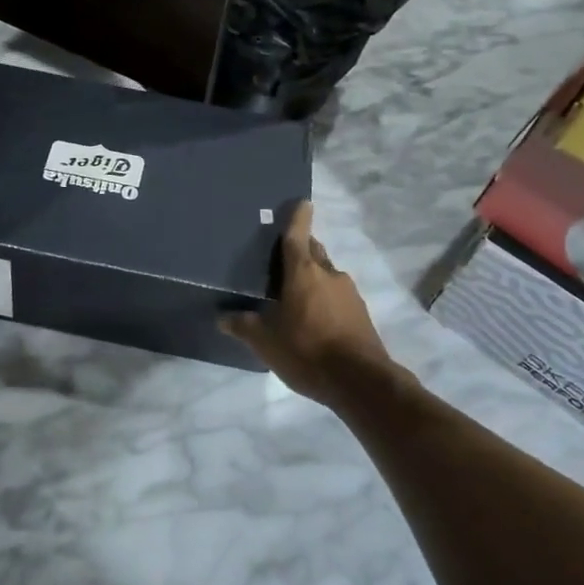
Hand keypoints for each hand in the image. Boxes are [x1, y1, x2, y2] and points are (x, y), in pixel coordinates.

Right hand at [221, 202, 398, 407]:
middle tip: (281, 258)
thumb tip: (222, 317)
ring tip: (293, 295)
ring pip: (326, 275)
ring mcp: (349, 293)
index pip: (298, 235)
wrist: (361, 382)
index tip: (301, 202)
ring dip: (312, 278)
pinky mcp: (361, 313)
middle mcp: (329, 274)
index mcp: (303, 272)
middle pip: (313, 252)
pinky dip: (324, 299)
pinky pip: (337, 296)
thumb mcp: (265, 342)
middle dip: (300, 249)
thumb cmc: (307, 351)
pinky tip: (313, 319)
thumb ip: (243, 326)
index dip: (297, 217)